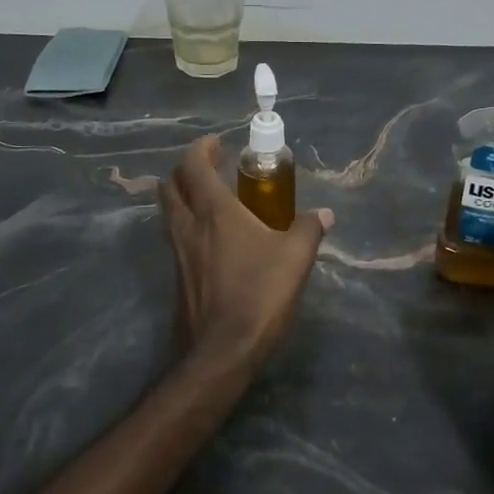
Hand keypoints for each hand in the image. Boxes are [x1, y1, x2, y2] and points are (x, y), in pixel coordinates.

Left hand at [158, 136, 333, 367]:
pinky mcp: (176, 276)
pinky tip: (211, 239)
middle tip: (211, 168)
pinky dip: (186, 224)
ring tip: (210, 199)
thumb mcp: (295, 259)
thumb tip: (324, 214)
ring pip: (168, 211)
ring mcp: (177, 252)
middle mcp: (188, 226)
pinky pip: (175, 236)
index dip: (202, 148)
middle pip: (171, 184)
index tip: (218, 143)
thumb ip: (308, 230)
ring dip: (183, 196)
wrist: (222, 350)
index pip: (194, 165)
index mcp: (214, 212)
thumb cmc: (259, 295)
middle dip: (186, 169)